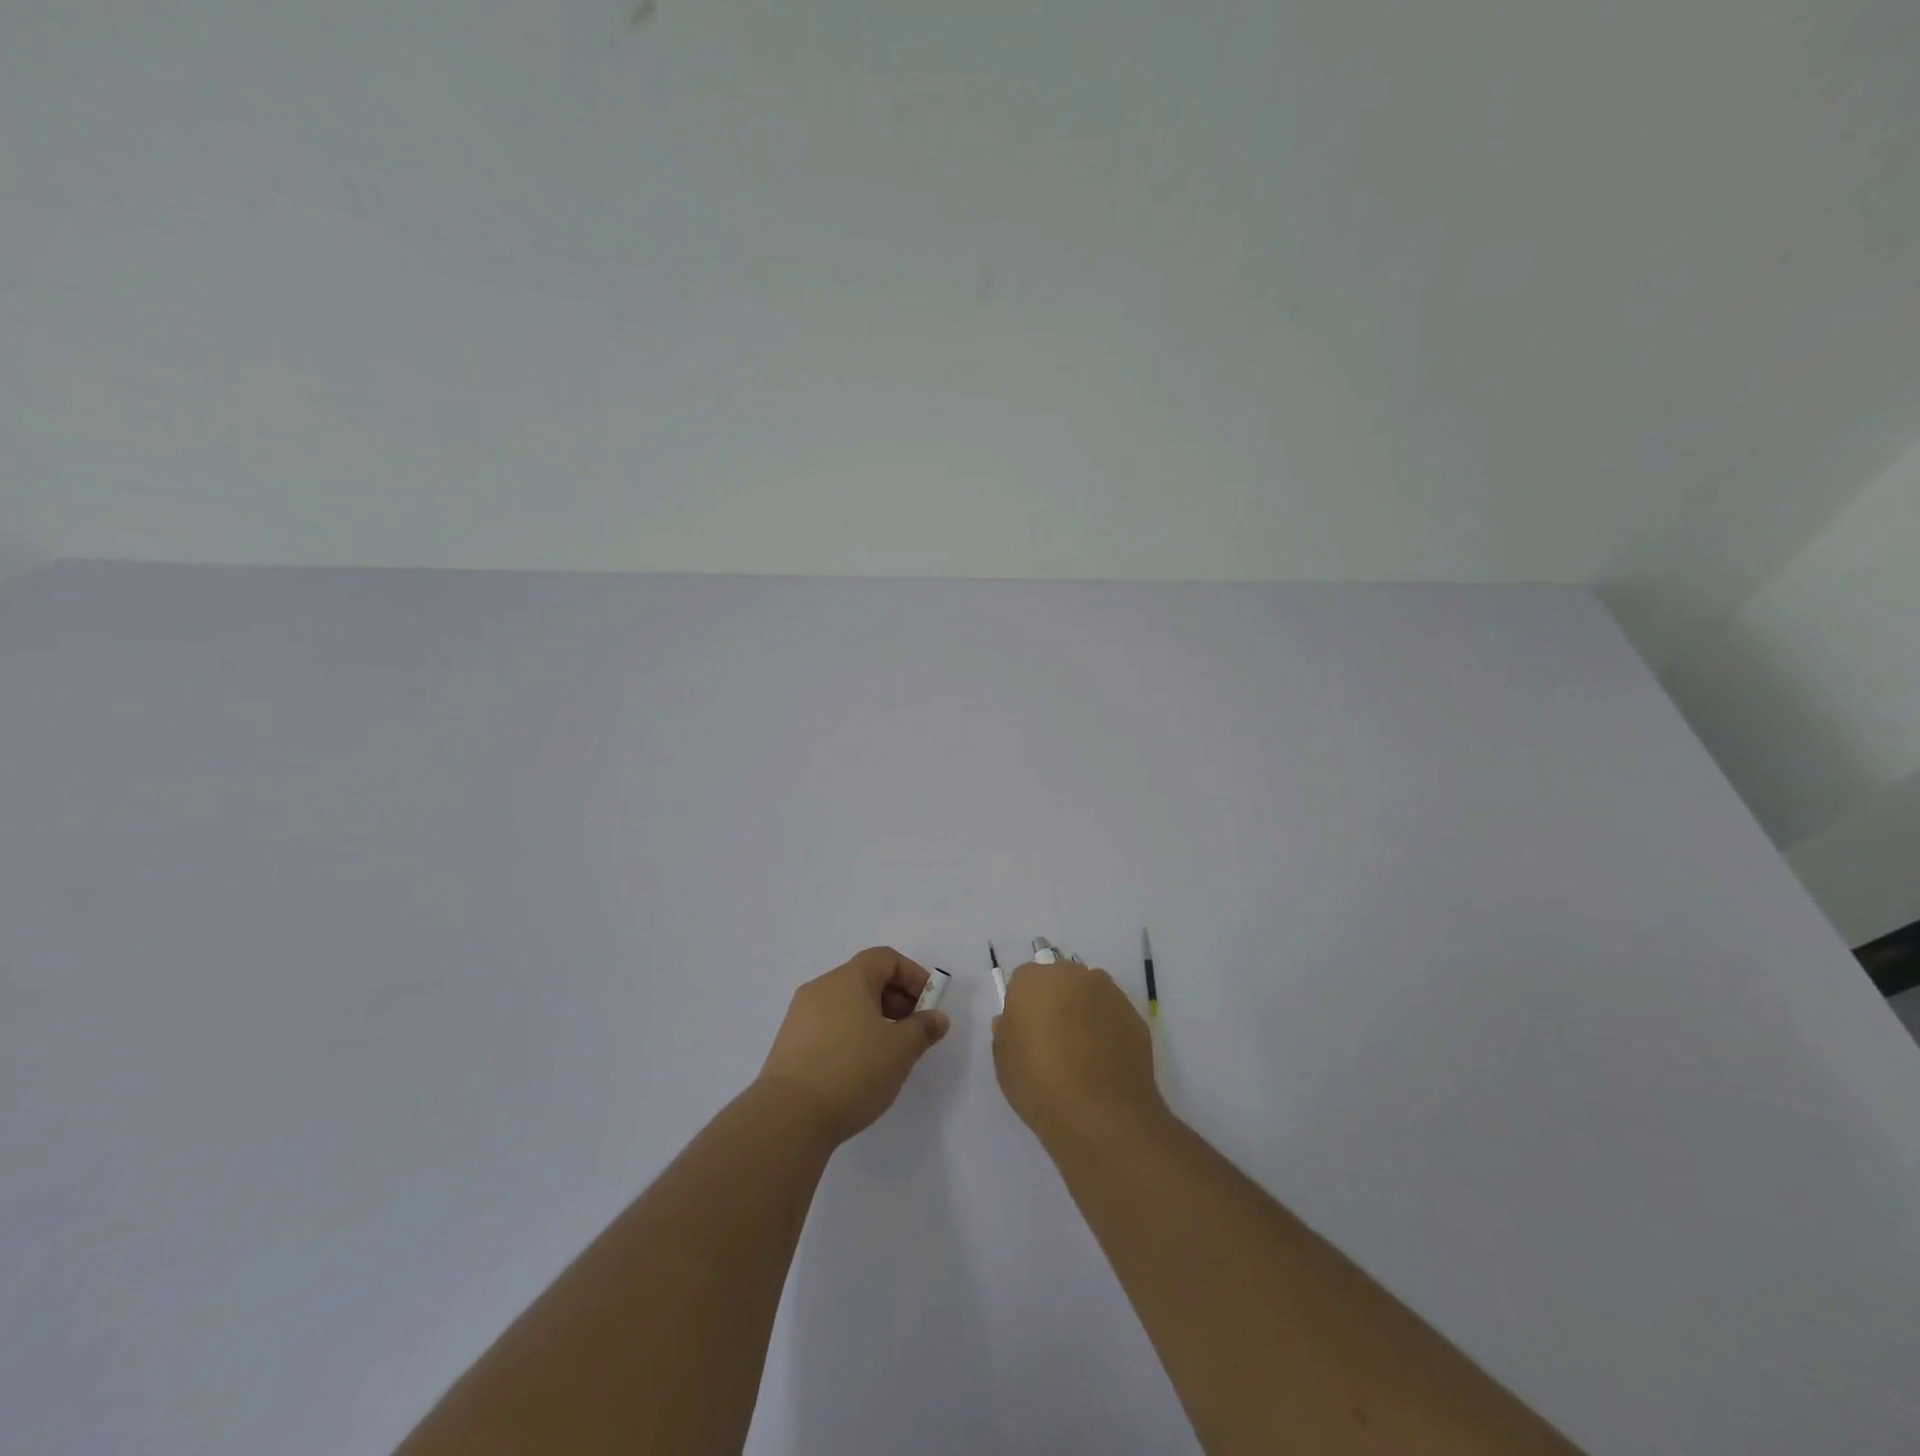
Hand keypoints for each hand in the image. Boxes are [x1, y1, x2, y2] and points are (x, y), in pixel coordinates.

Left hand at [758, 947, 950, 1144]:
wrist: (788, 1117)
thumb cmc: (852, 1071)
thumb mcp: (900, 1050)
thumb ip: (923, 1029)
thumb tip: (936, 1018)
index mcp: (848, 979)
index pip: (885, 959)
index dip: (912, 976)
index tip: (928, 1005)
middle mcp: (821, 988)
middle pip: (865, 978)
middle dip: (896, 999)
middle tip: (913, 1031)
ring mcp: (801, 1015)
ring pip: (846, 1003)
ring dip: (874, 1018)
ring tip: (889, 1052)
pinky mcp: (789, 1043)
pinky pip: (829, 1025)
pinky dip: (851, 1034)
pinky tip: (859, 1067)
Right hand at [993, 958, 1163, 1142]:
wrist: (1100, 1113)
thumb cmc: (1039, 1083)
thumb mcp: (1003, 1061)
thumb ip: (1006, 1031)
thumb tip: (1014, 1021)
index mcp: (1033, 980)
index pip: (1023, 981)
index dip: (1023, 1006)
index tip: (1026, 1032)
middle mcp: (1073, 975)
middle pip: (1060, 980)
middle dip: (1056, 1001)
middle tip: (1053, 1039)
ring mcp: (1108, 993)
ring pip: (1089, 994)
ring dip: (1084, 1011)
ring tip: (1083, 1053)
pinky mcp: (1134, 1015)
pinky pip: (1113, 1015)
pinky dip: (1108, 1029)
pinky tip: (1105, 1062)